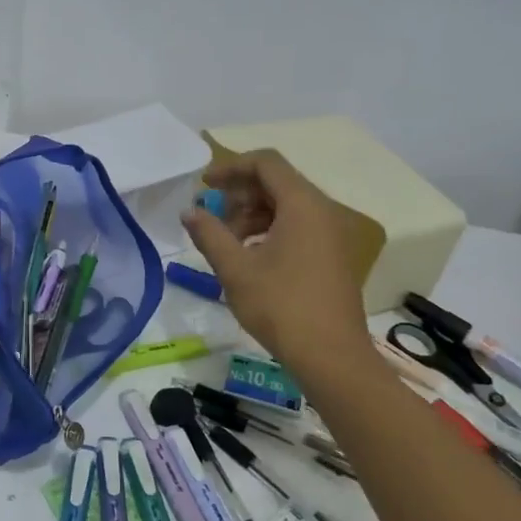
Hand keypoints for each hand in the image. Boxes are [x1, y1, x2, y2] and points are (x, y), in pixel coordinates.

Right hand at [182, 150, 371, 371]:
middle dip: (238, 195)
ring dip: (251, 215)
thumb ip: (209, 234)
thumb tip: (189, 212)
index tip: (203, 187)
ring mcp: (330, 234)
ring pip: (285, 206)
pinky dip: (268, 231)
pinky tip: (249, 259)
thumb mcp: (235, 270)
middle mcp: (321, 211)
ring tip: (226, 244)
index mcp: (302, 205)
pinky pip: (296, 227)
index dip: (231, 167)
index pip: (265, 163)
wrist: (332, 357)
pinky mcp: (331, 255)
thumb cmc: (281, 307)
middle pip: (276, 183)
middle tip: (211, 220)